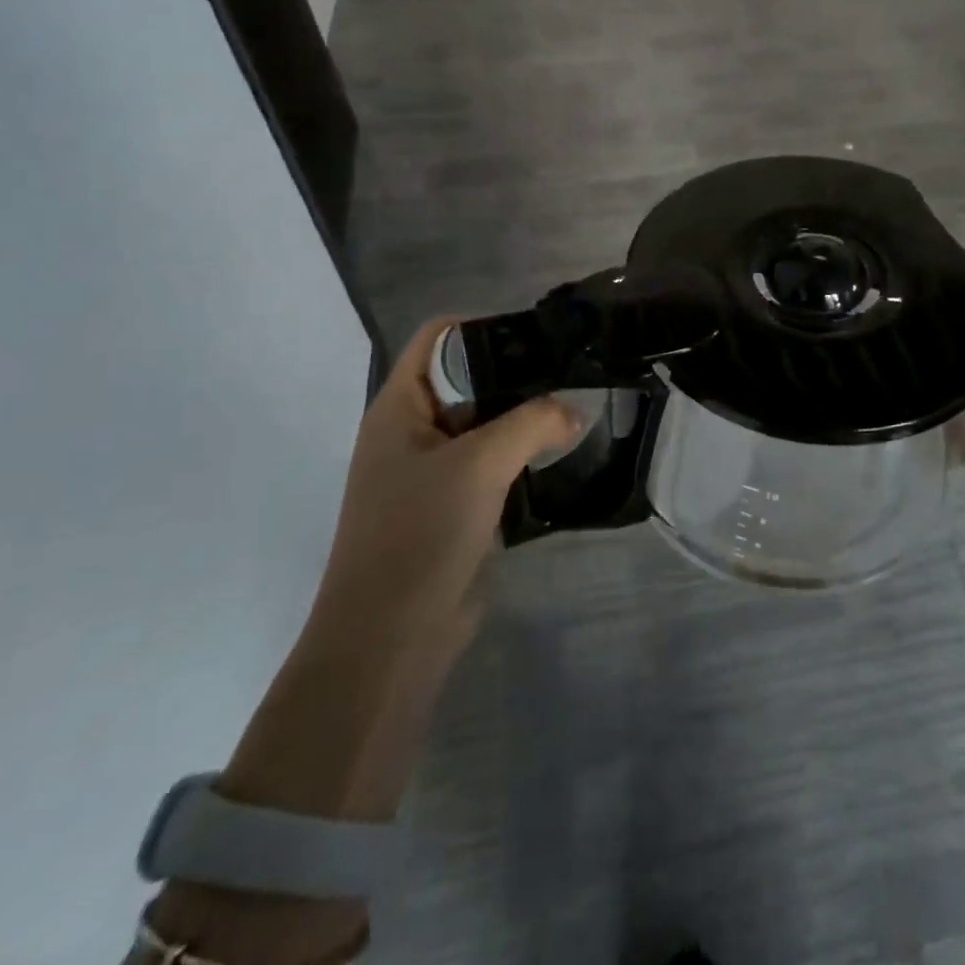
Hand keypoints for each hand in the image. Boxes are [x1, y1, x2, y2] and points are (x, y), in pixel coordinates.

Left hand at [309, 317, 581, 646]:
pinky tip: (557, 456)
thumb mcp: (480, 464)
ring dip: (523, 419)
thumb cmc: (421, 533)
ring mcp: (430, 472)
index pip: (438, 339)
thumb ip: (533, 422)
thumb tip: (574, 410)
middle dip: (516, 376)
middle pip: (466, 380)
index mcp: (399, 408)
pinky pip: (489, 465)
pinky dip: (519, 456)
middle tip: (572, 374)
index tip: (540, 336)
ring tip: (575, 411)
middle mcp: (411, 431)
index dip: (484, 326)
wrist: (389, 638)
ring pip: (483, 425)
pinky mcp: (450, 507)